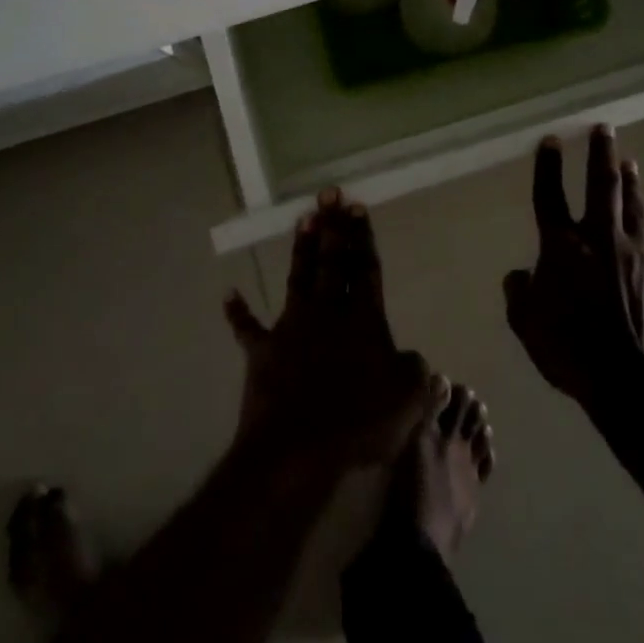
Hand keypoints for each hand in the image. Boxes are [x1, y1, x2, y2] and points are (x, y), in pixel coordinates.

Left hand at [224, 189, 431, 473]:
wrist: (297, 449)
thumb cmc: (359, 423)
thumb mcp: (408, 400)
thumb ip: (415, 371)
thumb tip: (412, 356)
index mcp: (363, 321)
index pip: (365, 269)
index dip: (362, 238)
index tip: (358, 207)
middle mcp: (327, 313)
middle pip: (332, 261)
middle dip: (333, 227)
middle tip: (329, 193)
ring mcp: (292, 328)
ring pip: (298, 278)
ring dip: (301, 249)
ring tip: (304, 218)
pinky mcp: (263, 350)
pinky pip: (247, 328)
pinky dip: (237, 312)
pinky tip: (228, 293)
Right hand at [503, 126, 643, 406]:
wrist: (632, 385)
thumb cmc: (570, 352)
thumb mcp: (526, 326)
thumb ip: (518, 294)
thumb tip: (520, 275)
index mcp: (562, 247)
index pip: (550, 195)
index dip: (548, 165)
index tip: (551, 139)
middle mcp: (601, 239)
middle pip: (602, 185)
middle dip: (601, 152)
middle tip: (604, 127)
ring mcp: (638, 255)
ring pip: (635, 206)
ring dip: (631, 182)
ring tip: (629, 161)